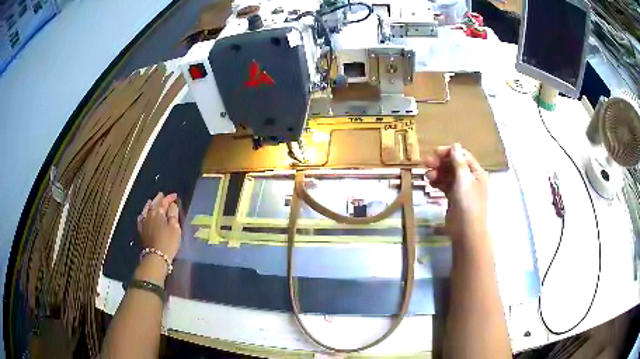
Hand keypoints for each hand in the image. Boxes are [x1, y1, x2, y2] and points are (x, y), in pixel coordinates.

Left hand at [137, 192, 181, 261]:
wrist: (156, 256)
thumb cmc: (168, 242)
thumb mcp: (175, 228)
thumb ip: (173, 214)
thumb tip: (172, 205)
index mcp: (159, 212)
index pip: (164, 201)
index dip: (170, 198)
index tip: (175, 196)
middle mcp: (149, 214)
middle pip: (154, 203)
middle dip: (159, 198)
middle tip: (163, 195)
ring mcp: (144, 222)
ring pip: (146, 209)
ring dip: (150, 204)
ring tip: (153, 202)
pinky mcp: (141, 230)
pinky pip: (141, 217)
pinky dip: (144, 213)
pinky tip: (144, 214)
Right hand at [425, 144, 488, 243]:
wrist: (467, 233)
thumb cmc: (468, 205)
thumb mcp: (464, 181)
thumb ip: (459, 163)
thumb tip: (455, 145)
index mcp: (477, 173)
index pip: (462, 156)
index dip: (449, 152)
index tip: (434, 152)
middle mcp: (471, 179)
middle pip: (454, 165)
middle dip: (441, 163)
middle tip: (425, 163)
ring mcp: (463, 189)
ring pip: (448, 175)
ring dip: (438, 173)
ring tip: (427, 177)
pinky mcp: (455, 198)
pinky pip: (446, 186)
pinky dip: (438, 183)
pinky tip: (430, 183)